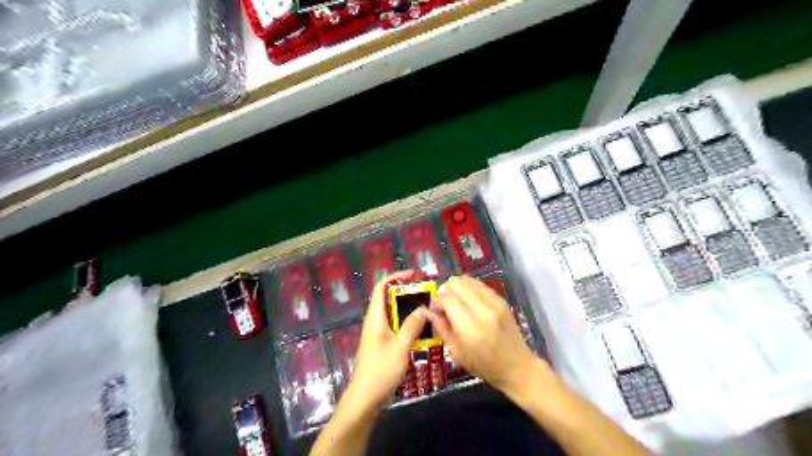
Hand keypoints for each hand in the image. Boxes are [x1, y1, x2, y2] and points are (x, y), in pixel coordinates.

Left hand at [344, 271, 427, 412]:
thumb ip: (412, 325)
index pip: (381, 287)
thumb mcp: (400, 346)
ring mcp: (378, 333)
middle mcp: (375, 321)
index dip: (396, 277)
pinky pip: (396, 326)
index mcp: (375, 317)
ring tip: (428, 308)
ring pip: (394, 313)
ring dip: (409, 308)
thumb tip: (424, 307)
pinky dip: (408, 322)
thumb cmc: (381, 370)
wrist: (365, 397)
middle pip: (389, 298)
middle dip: (407, 292)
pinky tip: (422, 329)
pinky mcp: (382, 343)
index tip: (415, 275)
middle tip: (427, 292)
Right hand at [425, 274, 543, 394]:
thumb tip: (427, 311)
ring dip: (456, 287)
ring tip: (454, 300)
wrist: (517, 366)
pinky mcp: (501, 300)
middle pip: (456, 285)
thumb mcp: (457, 353)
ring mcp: (494, 303)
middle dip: (445, 291)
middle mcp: (482, 310)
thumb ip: (441, 328)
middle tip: (443, 304)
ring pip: (468, 280)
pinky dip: (469, 288)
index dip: (436, 301)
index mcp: (470, 327)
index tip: (433, 309)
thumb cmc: (485, 365)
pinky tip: (467, 299)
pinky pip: (480, 285)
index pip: (447, 299)